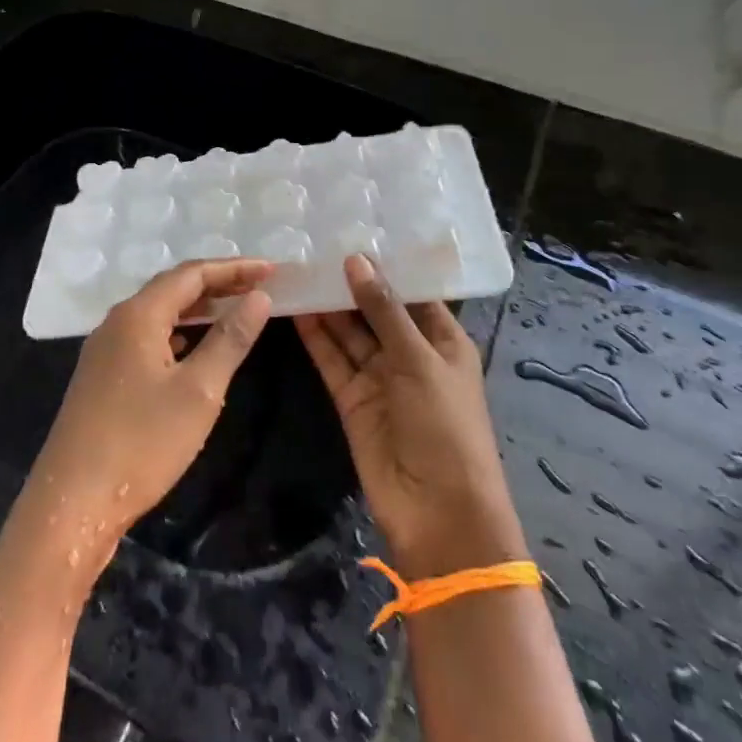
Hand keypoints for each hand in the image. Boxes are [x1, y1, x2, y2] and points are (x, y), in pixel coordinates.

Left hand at [28, 259, 274, 560]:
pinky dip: (177, 332)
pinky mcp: (101, 375)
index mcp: (138, 315)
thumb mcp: (198, 391)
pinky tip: (191, 346)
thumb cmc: (141, 442)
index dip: (234, 269)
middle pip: (172, 288)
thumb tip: (259, 298)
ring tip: (233, 310)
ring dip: (196, 308)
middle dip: (216, 284)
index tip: (271, 270)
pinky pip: (146, 336)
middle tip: (258, 287)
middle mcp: (117, 322)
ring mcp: (104, 349)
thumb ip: (230, 339)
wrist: (72, 501)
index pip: (191, 274)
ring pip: (157, 313)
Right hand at [298, 256, 523, 578]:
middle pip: (375, 309)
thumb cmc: (446, 427)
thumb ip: (383, 310)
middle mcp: (409, 353)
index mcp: (441, 339)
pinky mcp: (351, 398)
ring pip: (349, 332)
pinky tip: (294, 307)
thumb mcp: (419, 361)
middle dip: (349, 281)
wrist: (438, 514)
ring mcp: (378, 376)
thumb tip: (356, 260)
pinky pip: (332, 359)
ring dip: (328, 305)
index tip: (353, 228)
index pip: (411, 291)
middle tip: (314, 242)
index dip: (385, 264)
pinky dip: (315, 336)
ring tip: (298, 266)